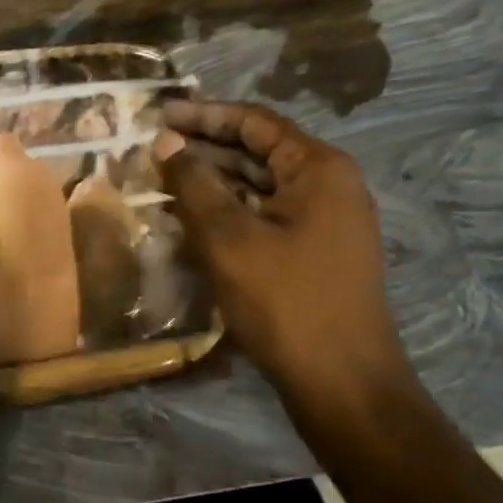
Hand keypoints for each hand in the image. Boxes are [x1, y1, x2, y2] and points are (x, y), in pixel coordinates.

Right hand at [152, 99, 419, 428]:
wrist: (346, 388)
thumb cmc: (287, 303)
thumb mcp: (229, 238)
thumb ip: (194, 183)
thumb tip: (166, 142)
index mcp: (318, 168)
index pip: (254, 122)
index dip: (204, 115)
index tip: (160, 114)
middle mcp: (329, 185)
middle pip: (259, 150)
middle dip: (206, 148)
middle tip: (156, 148)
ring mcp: (326, 221)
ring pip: (261, 185)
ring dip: (216, 181)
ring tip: (166, 180)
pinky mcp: (317, 252)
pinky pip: (268, 215)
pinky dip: (232, 211)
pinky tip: (194, 218)